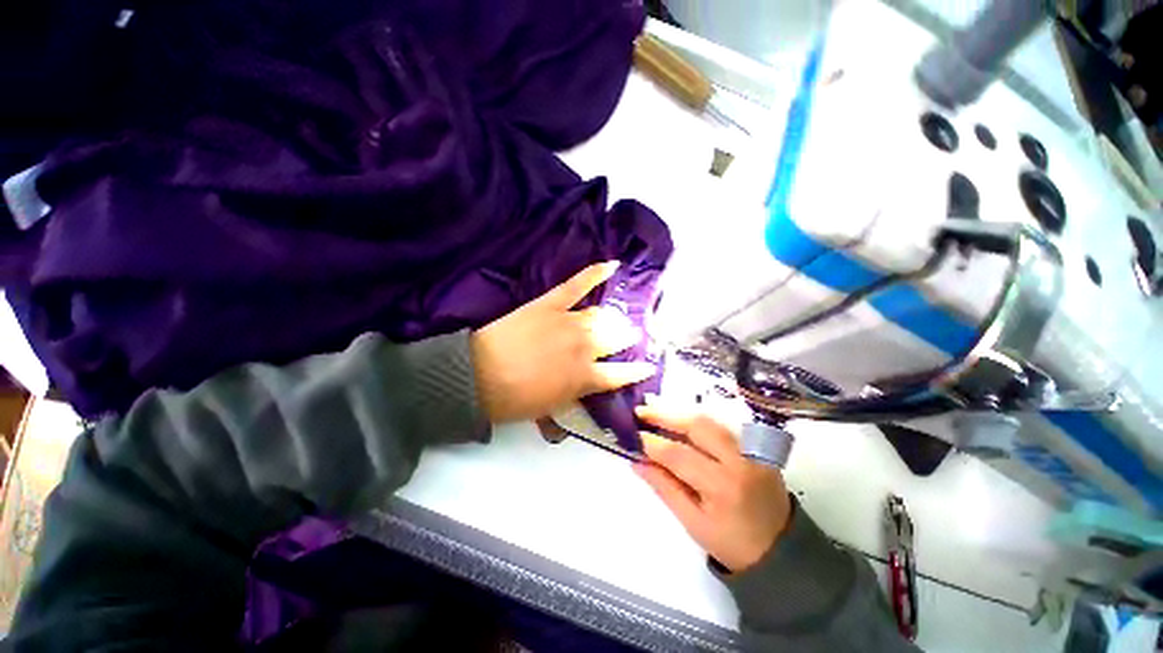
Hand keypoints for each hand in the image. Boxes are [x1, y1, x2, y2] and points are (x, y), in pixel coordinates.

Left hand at [471, 261, 655, 422]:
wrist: (480, 376)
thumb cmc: (515, 400)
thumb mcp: (550, 408)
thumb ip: (575, 395)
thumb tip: (587, 386)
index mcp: (586, 377)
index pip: (622, 374)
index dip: (637, 371)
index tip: (648, 366)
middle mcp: (586, 347)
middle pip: (616, 338)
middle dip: (626, 338)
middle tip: (629, 336)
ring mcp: (570, 322)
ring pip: (600, 315)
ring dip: (611, 318)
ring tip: (616, 316)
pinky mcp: (552, 303)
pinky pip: (578, 284)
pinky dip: (595, 273)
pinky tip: (612, 265)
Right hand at [634, 405, 792, 572]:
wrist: (783, 550)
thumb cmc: (732, 544)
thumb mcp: (693, 523)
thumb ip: (664, 488)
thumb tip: (637, 461)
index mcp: (722, 487)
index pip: (679, 455)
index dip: (653, 444)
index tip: (634, 436)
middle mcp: (739, 461)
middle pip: (697, 426)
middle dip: (665, 415)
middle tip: (642, 411)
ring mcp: (751, 450)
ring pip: (710, 420)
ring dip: (680, 414)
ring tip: (656, 411)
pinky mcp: (756, 447)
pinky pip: (721, 426)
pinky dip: (697, 421)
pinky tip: (681, 421)